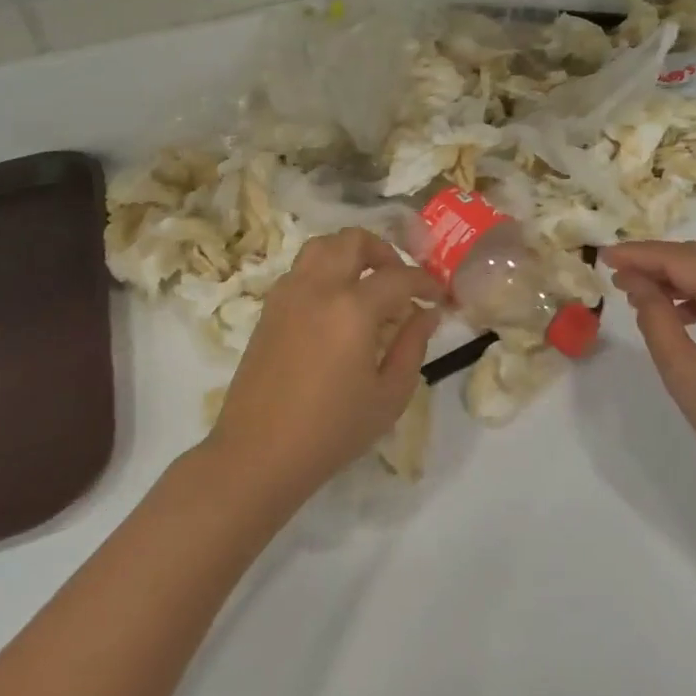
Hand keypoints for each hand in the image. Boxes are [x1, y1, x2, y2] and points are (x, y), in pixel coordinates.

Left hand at [210, 228, 442, 507]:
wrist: (257, 454)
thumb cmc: (332, 431)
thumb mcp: (389, 395)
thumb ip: (413, 346)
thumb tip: (426, 314)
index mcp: (352, 308)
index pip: (399, 276)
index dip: (425, 282)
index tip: (438, 296)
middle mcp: (318, 288)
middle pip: (353, 240)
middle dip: (385, 252)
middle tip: (400, 281)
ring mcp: (288, 294)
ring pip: (322, 246)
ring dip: (351, 254)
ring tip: (367, 286)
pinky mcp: (269, 309)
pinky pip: (302, 270)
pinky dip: (326, 272)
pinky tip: (337, 307)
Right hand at [603, 241, 695, 502]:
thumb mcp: (685, 371)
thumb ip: (655, 319)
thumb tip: (637, 284)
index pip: (682, 259)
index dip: (639, 255)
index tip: (603, 257)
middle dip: (656, 262)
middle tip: (616, 276)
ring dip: (677, 278)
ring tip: (640, 295)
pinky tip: (679, 315)